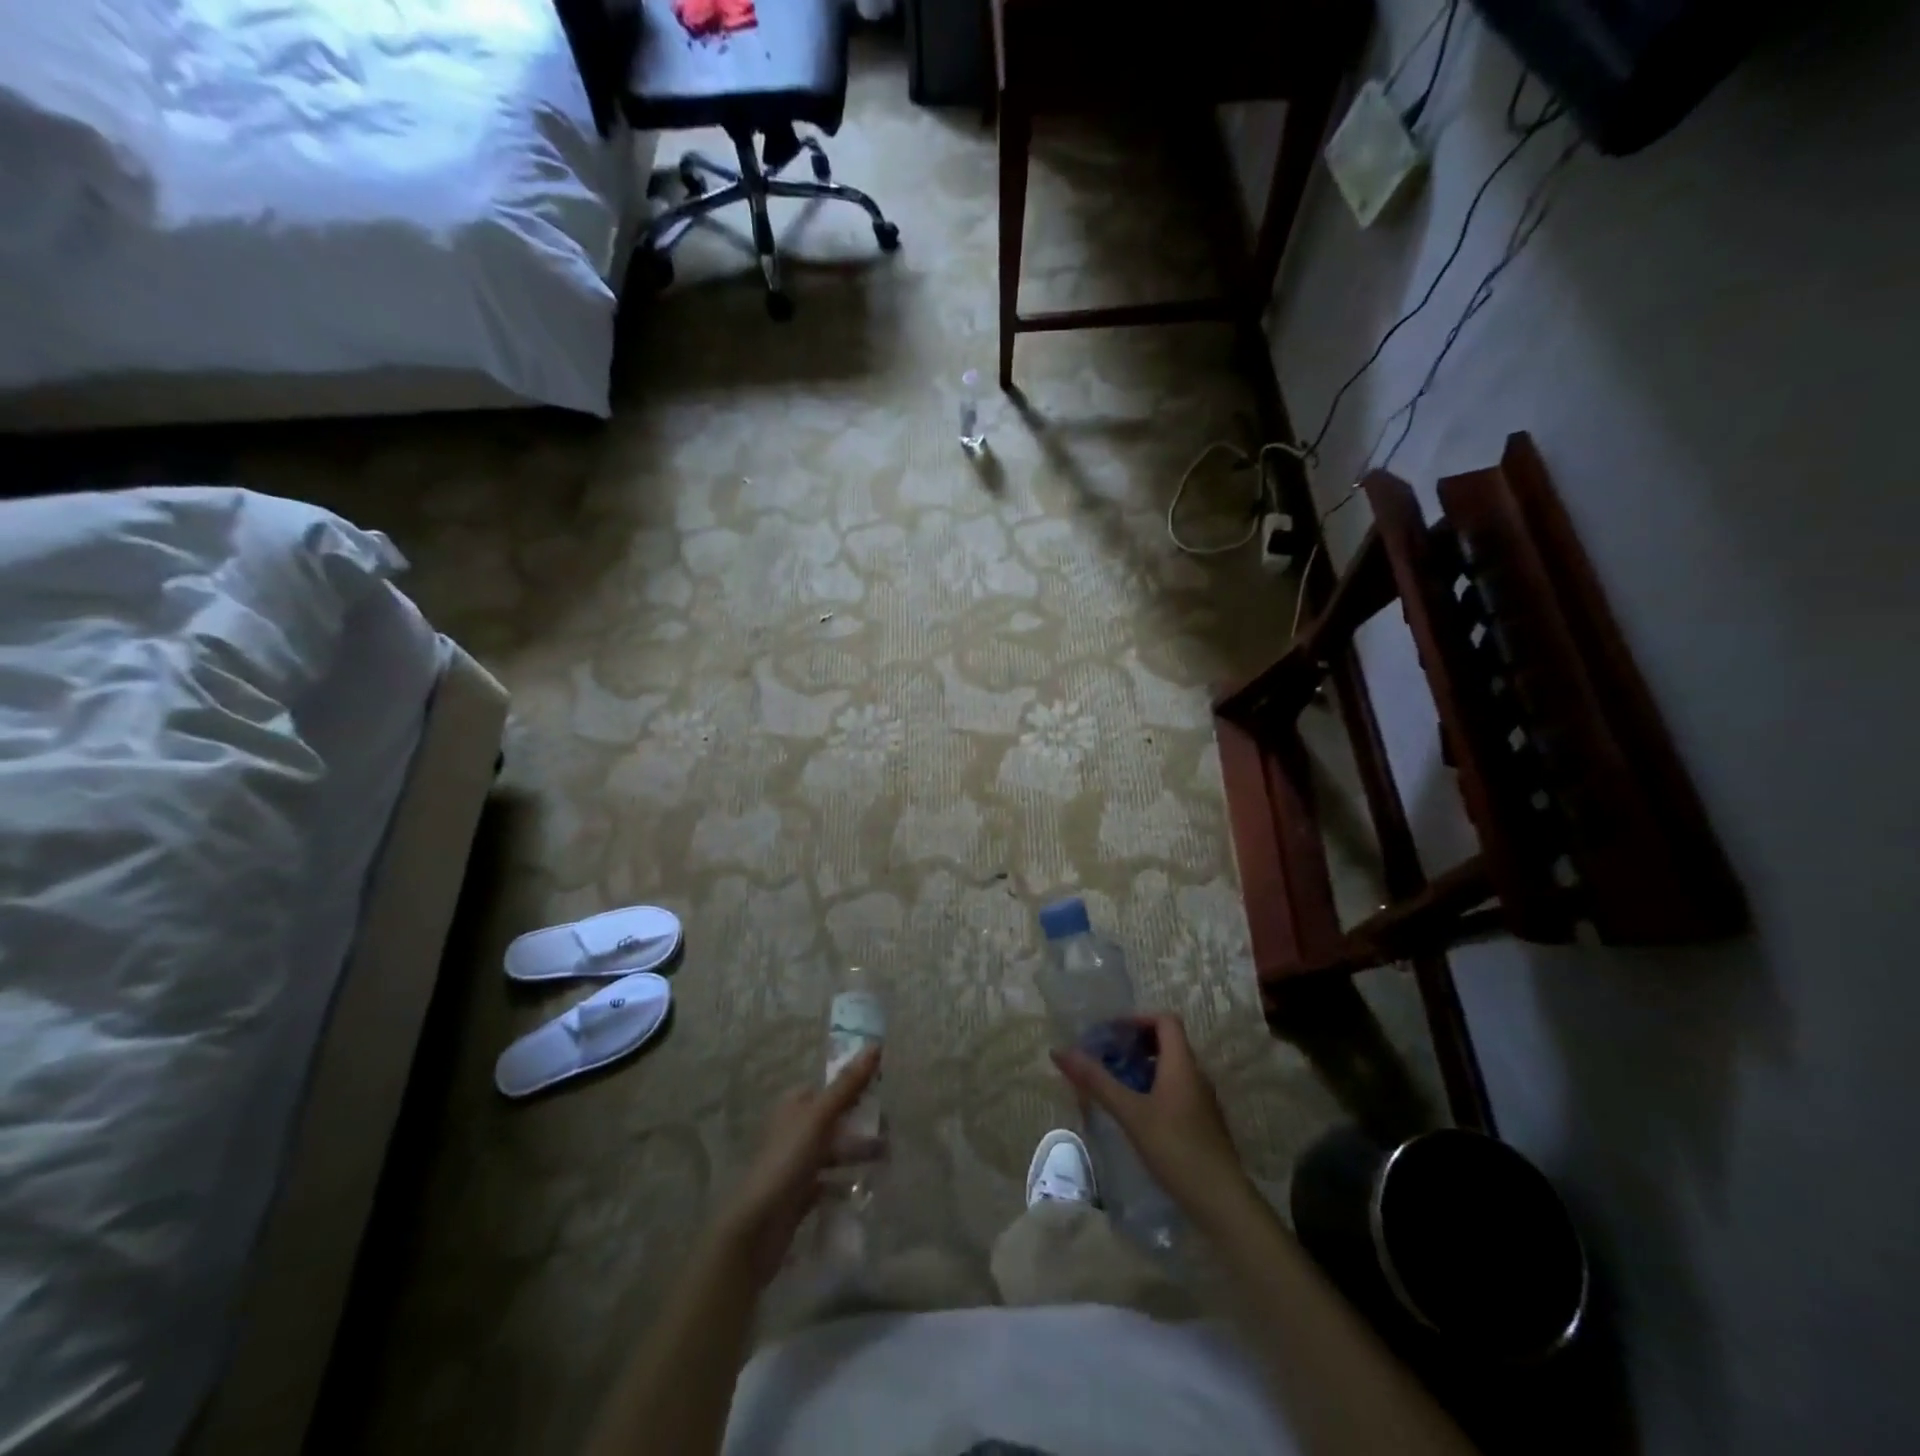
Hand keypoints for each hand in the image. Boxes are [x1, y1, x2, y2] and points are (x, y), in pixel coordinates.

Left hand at [717, 1047, 881, 1284]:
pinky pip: (829, 1182)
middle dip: (862, 1123)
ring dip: (859, 1152)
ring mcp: (796, 1163)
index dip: (855, 1087)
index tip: (883, 1092)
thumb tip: (876, 1045)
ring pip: (834, 1150)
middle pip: (835, 1118)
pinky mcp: (800, 1194)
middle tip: (890, 1130)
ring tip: (886, 1159)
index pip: (830, 1087)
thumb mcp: (820, 1116)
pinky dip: (846, 1183)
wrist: (757, 1226)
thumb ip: (848, 1084)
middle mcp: (794, 1128)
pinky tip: (865, 1187)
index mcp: (794, 1104)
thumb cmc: (787, 1160)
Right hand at [1051, 1014, 1251, 1224]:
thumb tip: (1060, 1051)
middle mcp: (1196, 1075)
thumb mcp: (1130, 1113)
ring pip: (1171, 1068)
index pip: (1165, 1020)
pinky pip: (1176, 1090)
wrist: (1221, 1201)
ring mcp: (1202, 1100)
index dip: (1138, 1020)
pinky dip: (1153, 1088)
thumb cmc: (1175, 1148)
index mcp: (1182, 1064)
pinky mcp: (1202, 1123)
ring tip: (1115, 1083)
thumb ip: (1096, 1080)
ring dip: (1143, 1067)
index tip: (1111, 1034)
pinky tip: (1136, 1113)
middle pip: (1167, 1042)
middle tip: (1107, 1057)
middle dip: (1135, 1044)